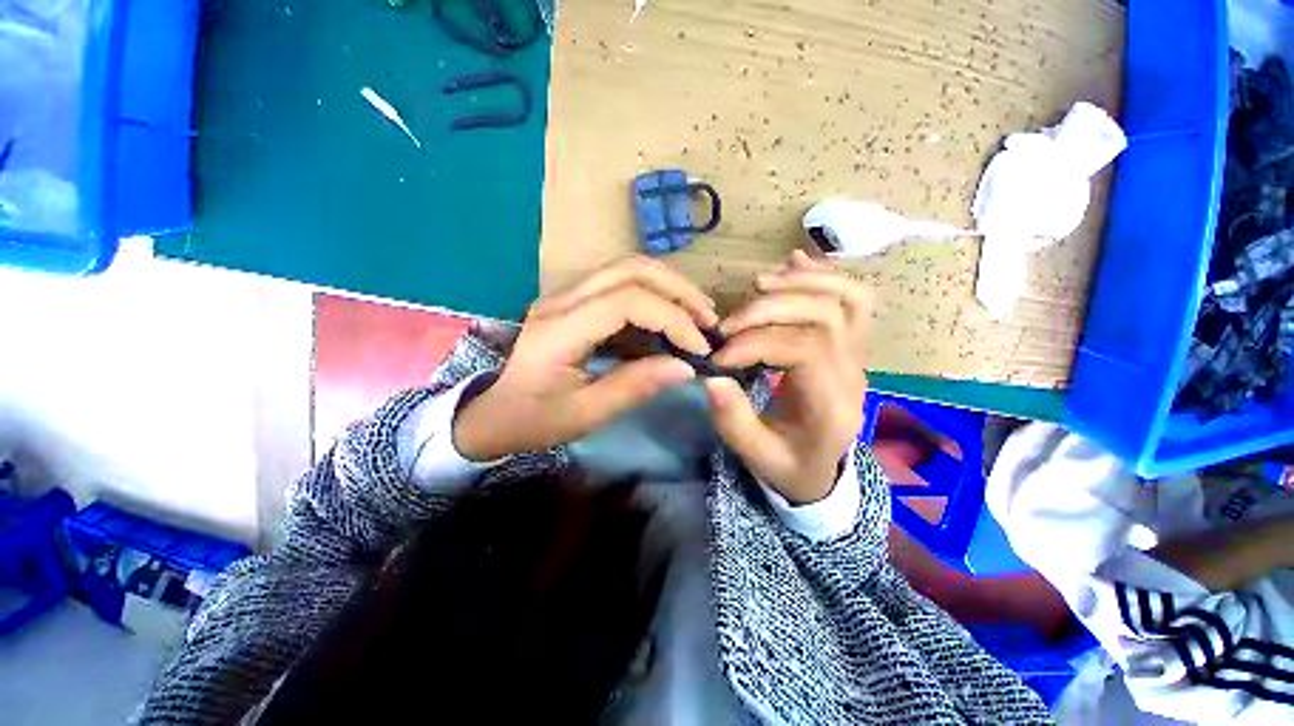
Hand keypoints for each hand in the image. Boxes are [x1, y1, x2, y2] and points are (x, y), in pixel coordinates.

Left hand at [454, 256, 718, 459]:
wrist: (495, 413)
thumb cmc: (534, 419)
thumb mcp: (585, 414)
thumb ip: (634, 387)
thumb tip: (685, 368)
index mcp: (559, 329)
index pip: (626, 301)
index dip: (671, 318)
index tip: (699, 348)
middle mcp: (562, 299)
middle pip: (630, 269)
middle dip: (678, 290)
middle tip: (708, 320)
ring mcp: (566, 295)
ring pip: (627, 268)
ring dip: (669, 286)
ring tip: (697, 314)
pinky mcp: (574, 300)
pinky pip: (620, 283)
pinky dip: (654, 294)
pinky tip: (671, 317)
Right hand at [706, 251, 869, 502]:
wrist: (819, 470)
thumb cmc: (787, 464)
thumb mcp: (756, 454)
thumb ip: (733, 420)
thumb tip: (711, 378)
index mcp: (831, 406)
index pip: (805, 350)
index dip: (757, 343)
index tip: (720, 357)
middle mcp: (852, 373)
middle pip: (826, 315)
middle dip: (770, 310)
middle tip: (729, 326)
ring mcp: (856, 355)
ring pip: (848, 299)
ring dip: (801, 282)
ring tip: (759, 282)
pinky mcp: (848, 345)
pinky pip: (851, 300)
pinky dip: (822, 275)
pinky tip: (792, 261)